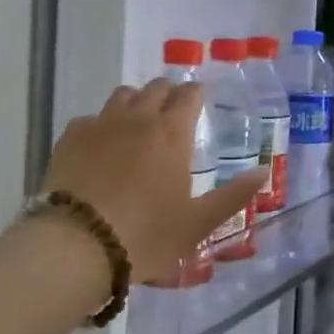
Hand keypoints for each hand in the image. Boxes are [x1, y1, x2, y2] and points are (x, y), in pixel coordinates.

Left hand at [42, 80, 264, 284]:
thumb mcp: (198, 223)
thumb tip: (263, 172)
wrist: (77, 245)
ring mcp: (101, 124)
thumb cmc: (146, 236)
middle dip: (168, 94)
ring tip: (137, 123)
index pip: (189, 95)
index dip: (195, 94)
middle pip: (156, 88)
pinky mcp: (70, 136)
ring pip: (122, 95)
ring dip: (135, 101)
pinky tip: (100, 146)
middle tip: (171, 112)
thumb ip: (233, 196)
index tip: (198, 100)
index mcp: (172, 134)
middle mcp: (138, 118)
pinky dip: (102, 124)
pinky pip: (91, 117)